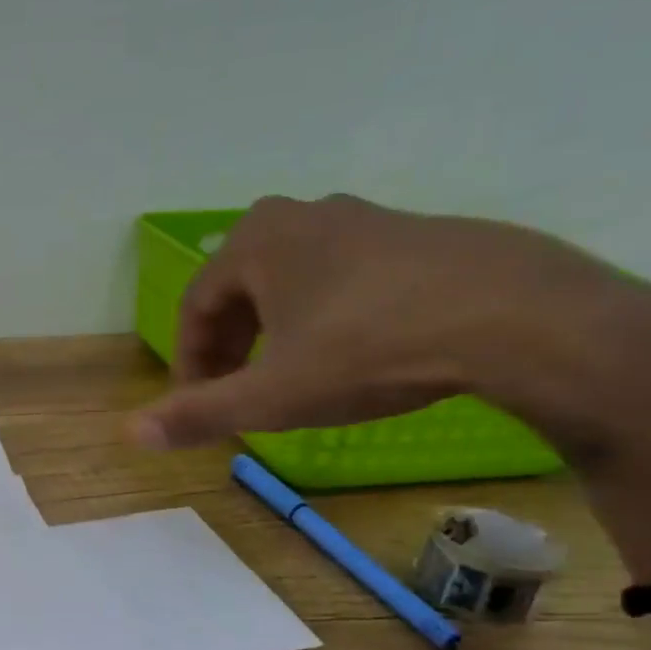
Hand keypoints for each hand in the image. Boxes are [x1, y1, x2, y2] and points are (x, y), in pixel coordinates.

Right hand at [131, 193, 650, 456]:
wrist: (521, 320)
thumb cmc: (371, 351)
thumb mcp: (273, 395)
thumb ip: (199, 413)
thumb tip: (129, 433)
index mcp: (258, 241)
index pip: (196, 304)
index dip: (190, 360)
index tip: (199, 403)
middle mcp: (307, 216)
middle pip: (242, 289)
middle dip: (231, 345)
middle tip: (238, 392)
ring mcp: (369, 219)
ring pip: (296, 282)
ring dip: (278, 331)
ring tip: (293, 378)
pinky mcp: (422, 236)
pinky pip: (349, 279)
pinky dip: (331, 317)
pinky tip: (358, 355)